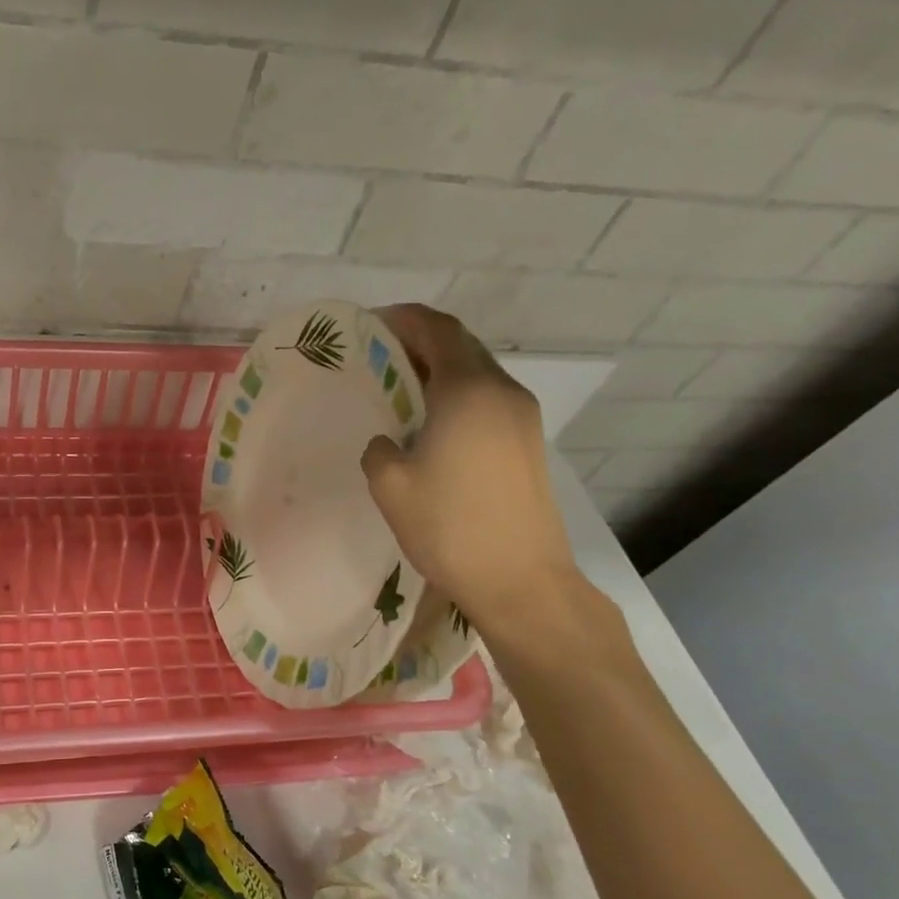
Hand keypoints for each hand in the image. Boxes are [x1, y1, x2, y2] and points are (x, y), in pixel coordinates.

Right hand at [360, 305, 579, 635]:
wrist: (519, 579)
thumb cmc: (448, 526)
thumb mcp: (390, 485)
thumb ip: (380, 449)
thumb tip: (390, 440)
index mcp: (468, 391)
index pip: (438, 330)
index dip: (405, 320)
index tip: (371, 325)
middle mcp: (502, 392)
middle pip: (461, 346)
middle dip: (419, 342)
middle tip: (378, 356)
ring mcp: (522, 418)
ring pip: (476, 373)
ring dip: (438, 370)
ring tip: (398, 388)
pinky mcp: (526, 444)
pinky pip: (485, 400)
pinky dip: (454, 395)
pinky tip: (429, 423)